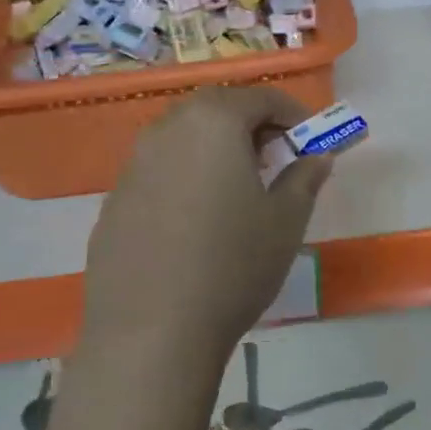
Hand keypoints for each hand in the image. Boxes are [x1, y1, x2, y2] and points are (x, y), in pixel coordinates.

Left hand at [81, 87, 332, 364]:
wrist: (152, 332)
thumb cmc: (233, 265)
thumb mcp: (286, 220)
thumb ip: (305, 177)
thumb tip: (317, 156)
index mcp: (213, 122)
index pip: (261, 97)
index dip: (293, 114)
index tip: (310, 140)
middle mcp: (167, 130)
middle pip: (216, 109)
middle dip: (251, 125)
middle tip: (274, 160)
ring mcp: (133, 165)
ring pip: (183, 138)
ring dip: (215, 149)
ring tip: (237, 190)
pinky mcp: (113, 202)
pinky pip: (158, 172)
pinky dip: (184, 178)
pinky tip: (195, 223)